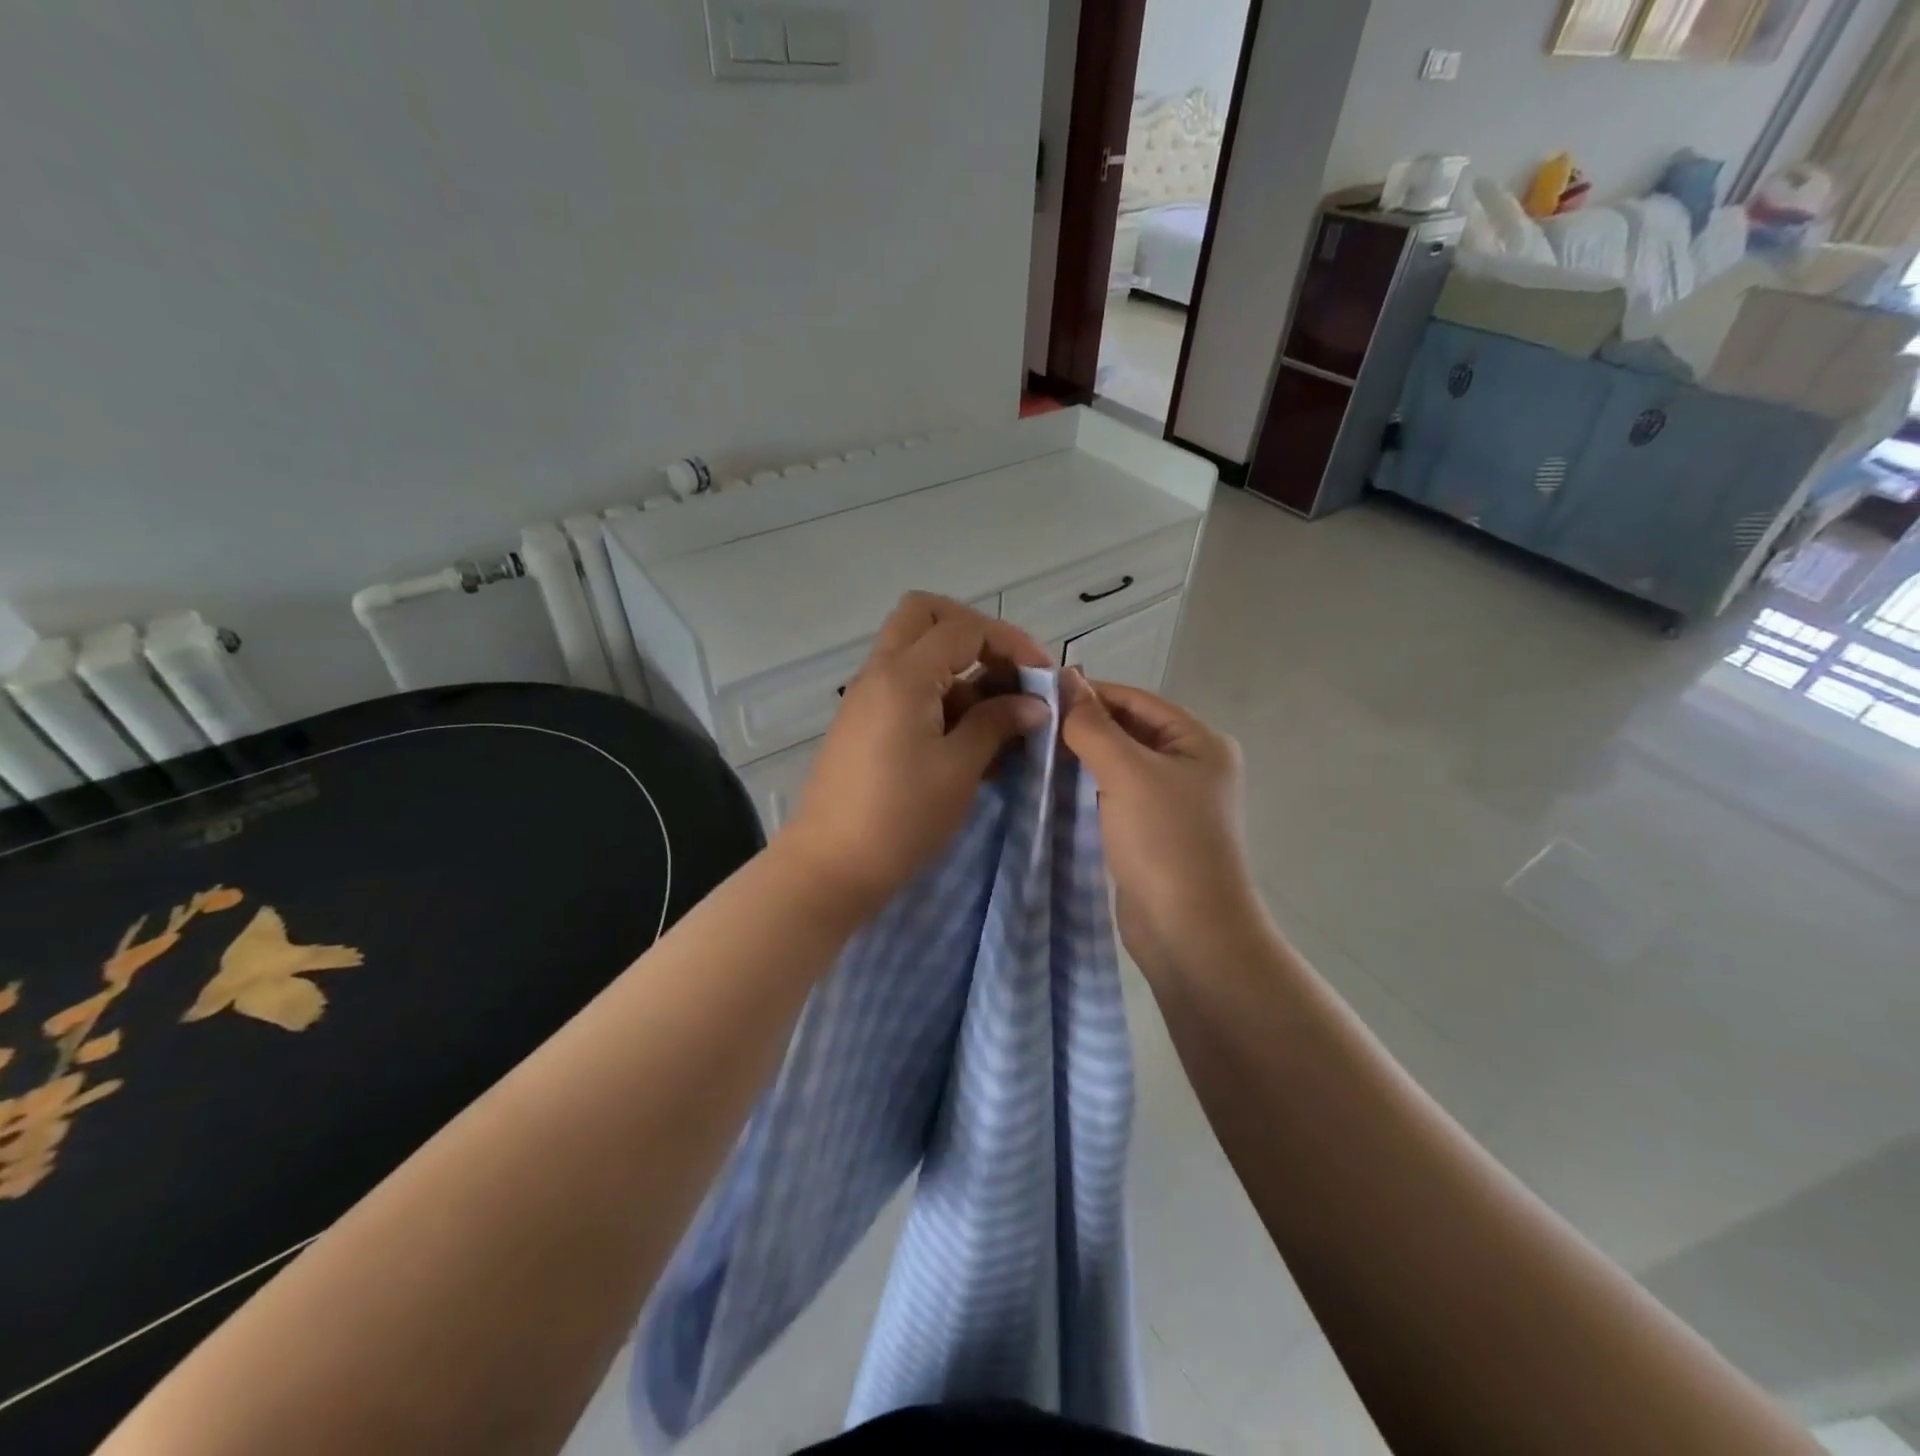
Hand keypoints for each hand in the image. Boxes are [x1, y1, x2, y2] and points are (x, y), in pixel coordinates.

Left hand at [777, 593, 1052, 922]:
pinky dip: (939, 694)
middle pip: (925, 615)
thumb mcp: (959, 769)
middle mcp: (879, 672)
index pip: (964, 628)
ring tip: (997, 718)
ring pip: (915, 651)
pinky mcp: (863, 722)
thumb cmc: (901, 817)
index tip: (1042, 678)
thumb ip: (997, 724)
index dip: (1010, 643)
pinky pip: (905, 686)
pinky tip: (968, 739)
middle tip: (1005, 671)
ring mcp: (866, 696)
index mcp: (904, 675)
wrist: (831, 866)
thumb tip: (1033, 704)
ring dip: (958, 667)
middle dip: (973, 632)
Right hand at [1060, 674, 1266, 977]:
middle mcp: (1189, 766)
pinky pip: (1113, 797)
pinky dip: (1085, 789)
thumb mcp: (1127, 772)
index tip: (1038, 692)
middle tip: (1028, 722)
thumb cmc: (1165, 841)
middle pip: (1128, 731)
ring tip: (1030, 749)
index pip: (1136, 701)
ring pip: (1117, 766)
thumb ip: (1092, 725)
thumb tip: (1065, 678)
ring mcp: (1170, 803)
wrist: (1189, 932)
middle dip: (1082, 726)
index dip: (1090, 693)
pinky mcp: (1149, 833)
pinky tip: (1049, 785)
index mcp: (1199, 742)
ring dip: (1080, 758)